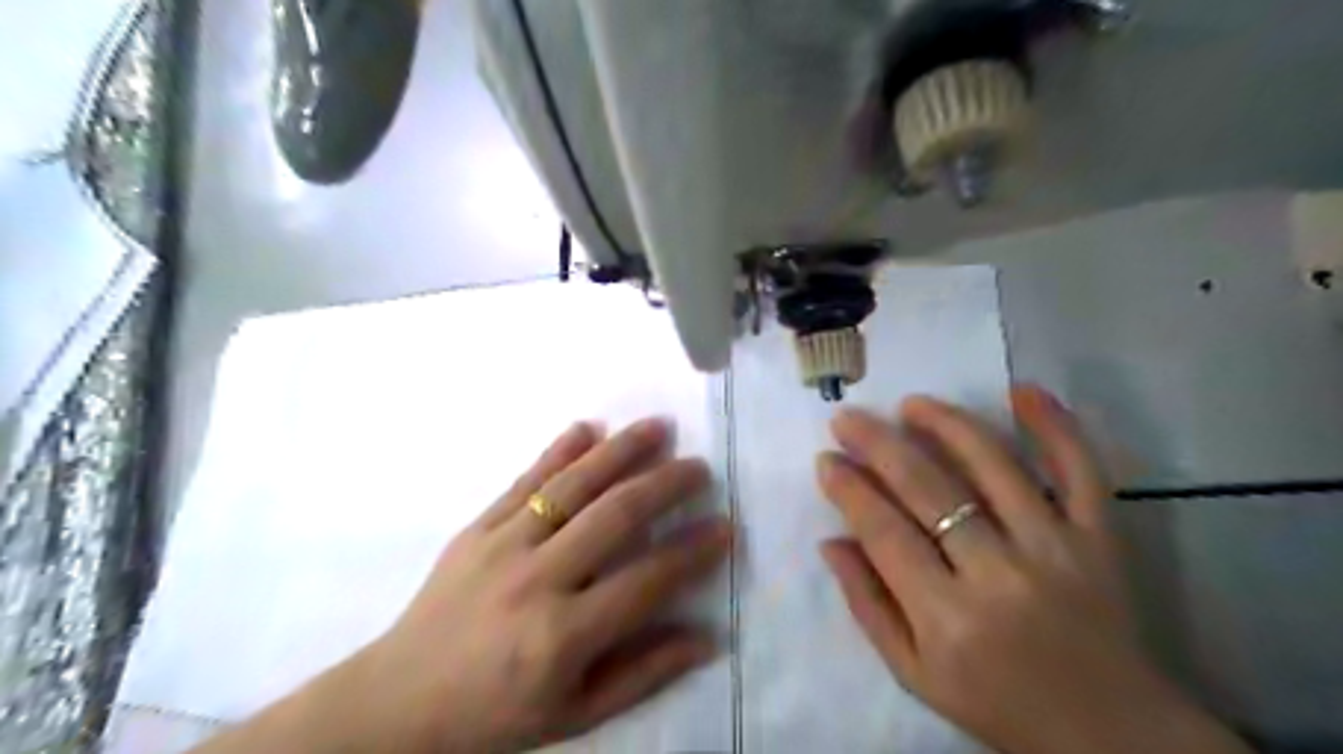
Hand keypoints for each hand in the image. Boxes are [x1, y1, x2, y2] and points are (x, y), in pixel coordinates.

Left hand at [194, 419, 730, 752]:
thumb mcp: (576, 715)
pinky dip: (559, 451)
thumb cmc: (494, 716)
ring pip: (573, 485)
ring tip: (658, 427)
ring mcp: (503, 546)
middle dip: (665, 485)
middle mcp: (538, 580)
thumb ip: (643, 673)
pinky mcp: (477, 528)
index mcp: (564, 635)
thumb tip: (707, 637)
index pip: (647, 580)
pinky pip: (525, 481)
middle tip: (699, 466)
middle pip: (615, 517)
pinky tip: (587, 427)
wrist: (397, 701)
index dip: (692, 551)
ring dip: (620, 451)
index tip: (725, 527)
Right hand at [820, 389, 1247, 753]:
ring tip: (911, 403)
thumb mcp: (914, 675)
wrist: (1111, 734)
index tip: (825, 460)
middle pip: (929, 490)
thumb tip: (831, 540)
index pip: (885, 533)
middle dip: (878, 445)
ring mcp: (1057, 550)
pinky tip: (1022, 390)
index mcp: (948, 619)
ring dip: (947, 424)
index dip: (849, 490)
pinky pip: (1082, 472)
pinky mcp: (1102, 539)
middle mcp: (1000, 575)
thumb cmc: (997, 705)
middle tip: (847, 418)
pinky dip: (1056, 426)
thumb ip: (867, 606)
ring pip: (994, 466)